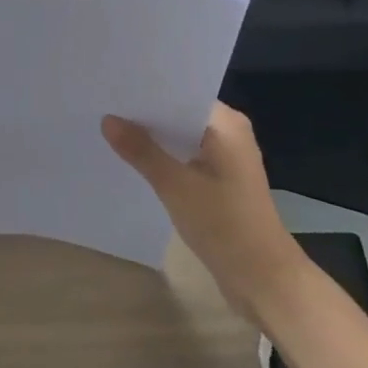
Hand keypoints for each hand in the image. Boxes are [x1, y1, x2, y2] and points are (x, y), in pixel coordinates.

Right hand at [101, 103, 308, 318]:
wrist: (263, 279)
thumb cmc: (225, 224)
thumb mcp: (176, 185)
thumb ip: (141, 150)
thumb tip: (108, 120)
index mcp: (227, 123)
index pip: (181, 92)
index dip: (147, 90)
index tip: (113, 87)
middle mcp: (229, 133)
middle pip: (179, 113)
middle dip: (145, 114)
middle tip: (104, 106)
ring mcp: (226, 158)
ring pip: (180, 137)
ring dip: (153, 138)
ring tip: (111, 129)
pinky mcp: (220, 181)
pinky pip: (185, 157)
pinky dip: (164, 157)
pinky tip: (134, 160)